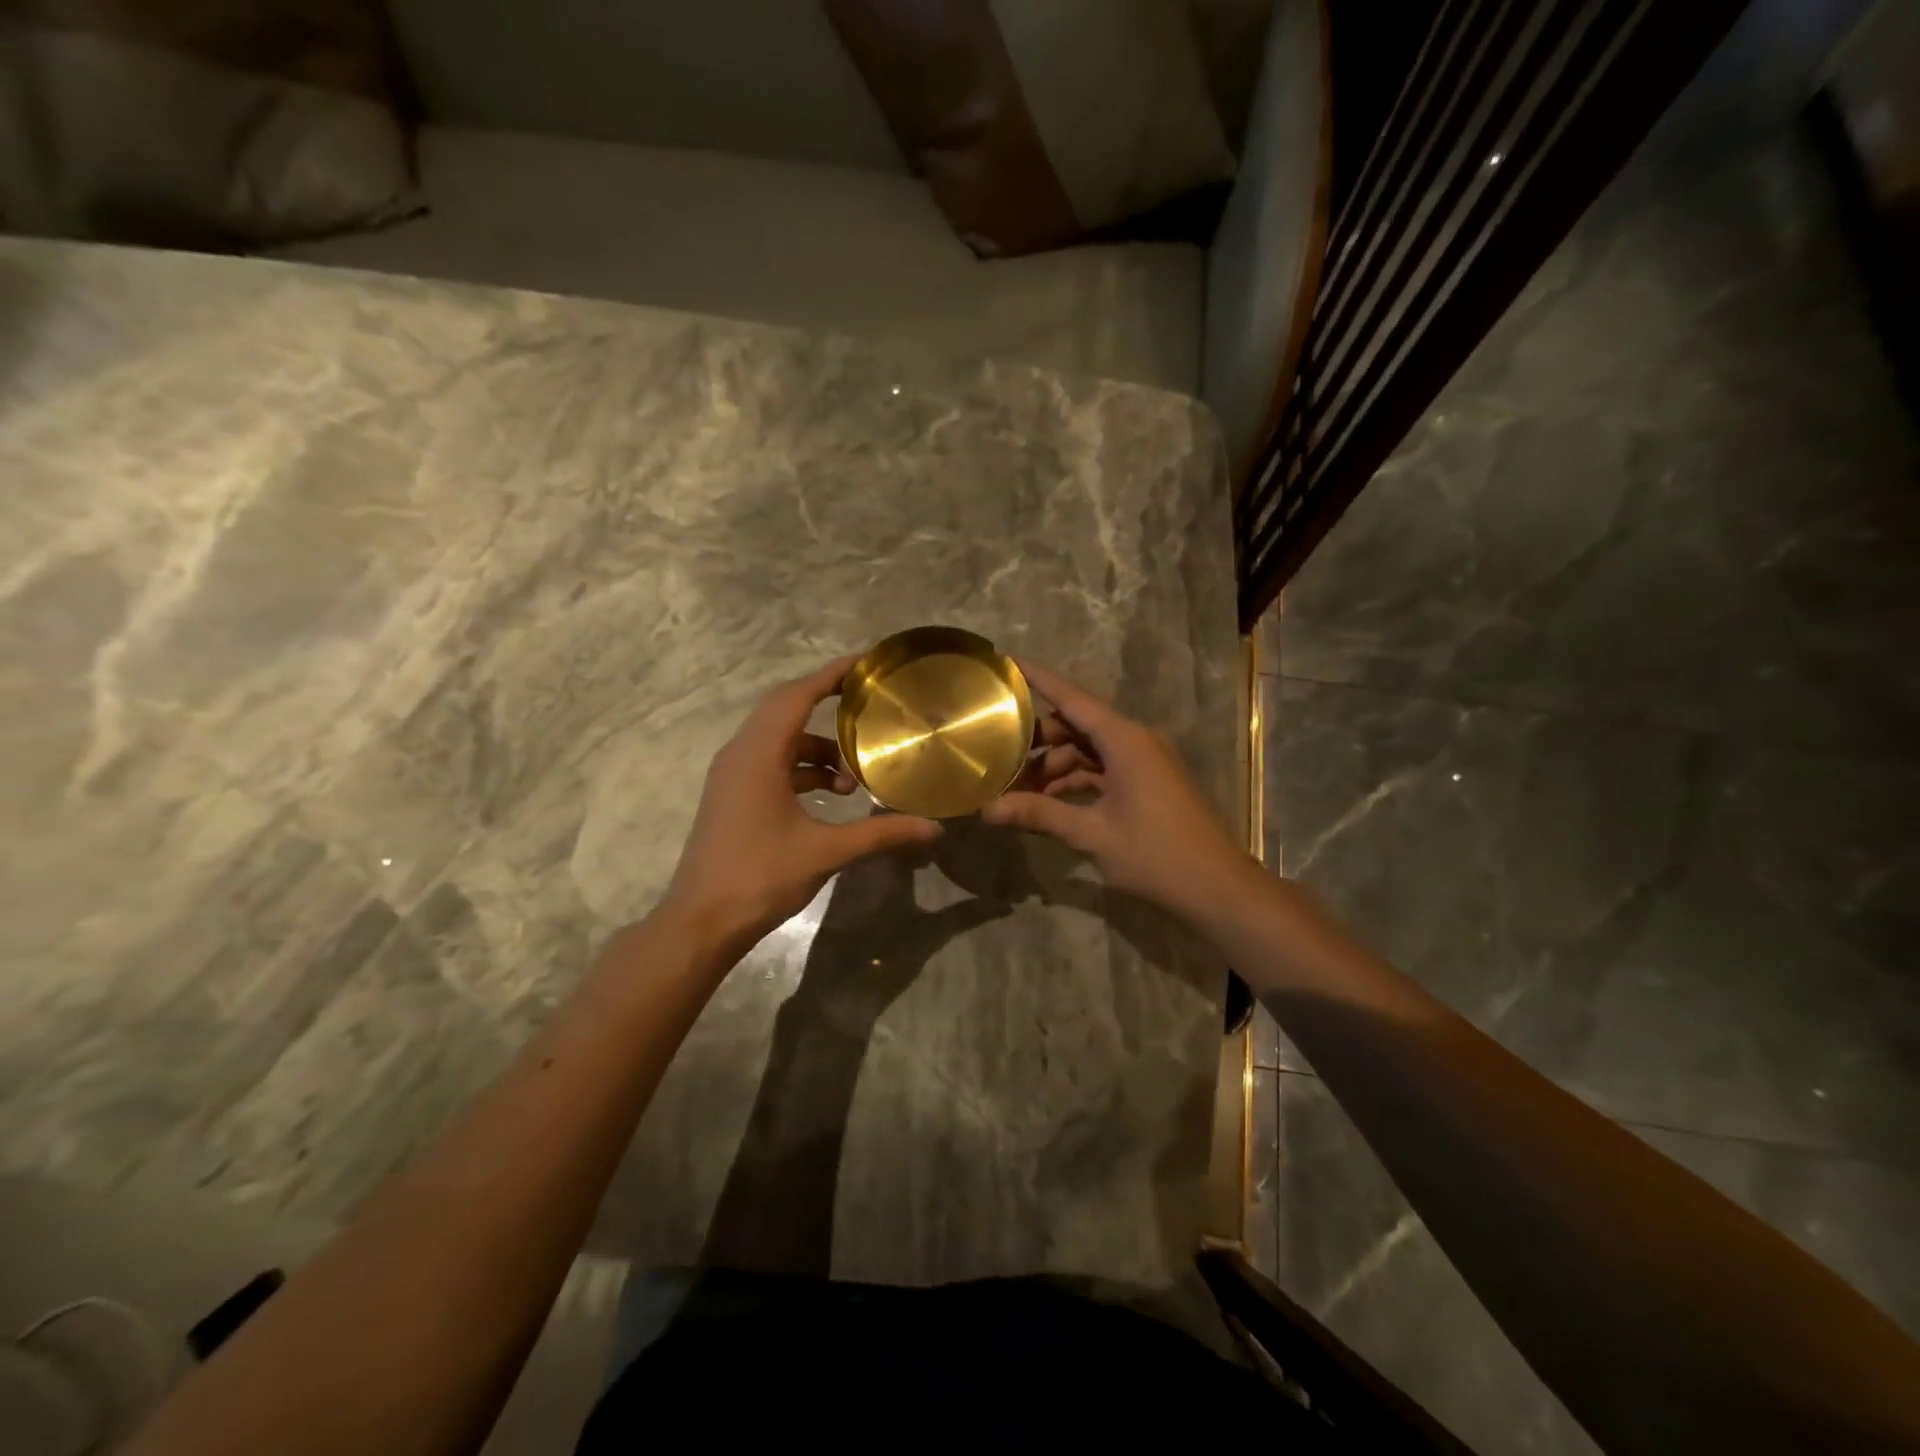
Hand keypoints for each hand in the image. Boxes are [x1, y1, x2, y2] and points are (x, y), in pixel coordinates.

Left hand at [664, 658, 941, 960]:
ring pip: (780, 742)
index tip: (865, 664)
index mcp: (758, 754)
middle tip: (868, 706)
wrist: (701, 922)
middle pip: (786, 710)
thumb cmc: (760, 877)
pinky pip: (771, 764)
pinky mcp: (733, 796)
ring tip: (854, 780)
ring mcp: (733, 775)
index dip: (831, 675)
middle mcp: (740, 754)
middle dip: (827, 704)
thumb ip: (880, 833)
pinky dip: (802, 770)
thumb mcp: (826, 852)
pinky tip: (830, 797)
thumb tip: (933, 828)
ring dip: (818, 750)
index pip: (797, 696)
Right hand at [984, 659, 1253, 919]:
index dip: (1038, 678)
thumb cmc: (1156, 854)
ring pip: (1089, 748)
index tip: (1007, 660)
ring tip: (1018, 789)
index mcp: (1125, 739)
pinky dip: (1077, 779)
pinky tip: (1049, 801)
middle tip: (999, 753)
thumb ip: (1039, 814)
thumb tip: (987, 810)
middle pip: (1077, 723)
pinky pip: (1103, 767)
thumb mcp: (1092, 834)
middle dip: (1039, 738)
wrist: (1217, 887)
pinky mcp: (1148, 780)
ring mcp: (1144, 760)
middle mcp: (1135, 739)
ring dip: (1056, 765)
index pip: (1072, 697)